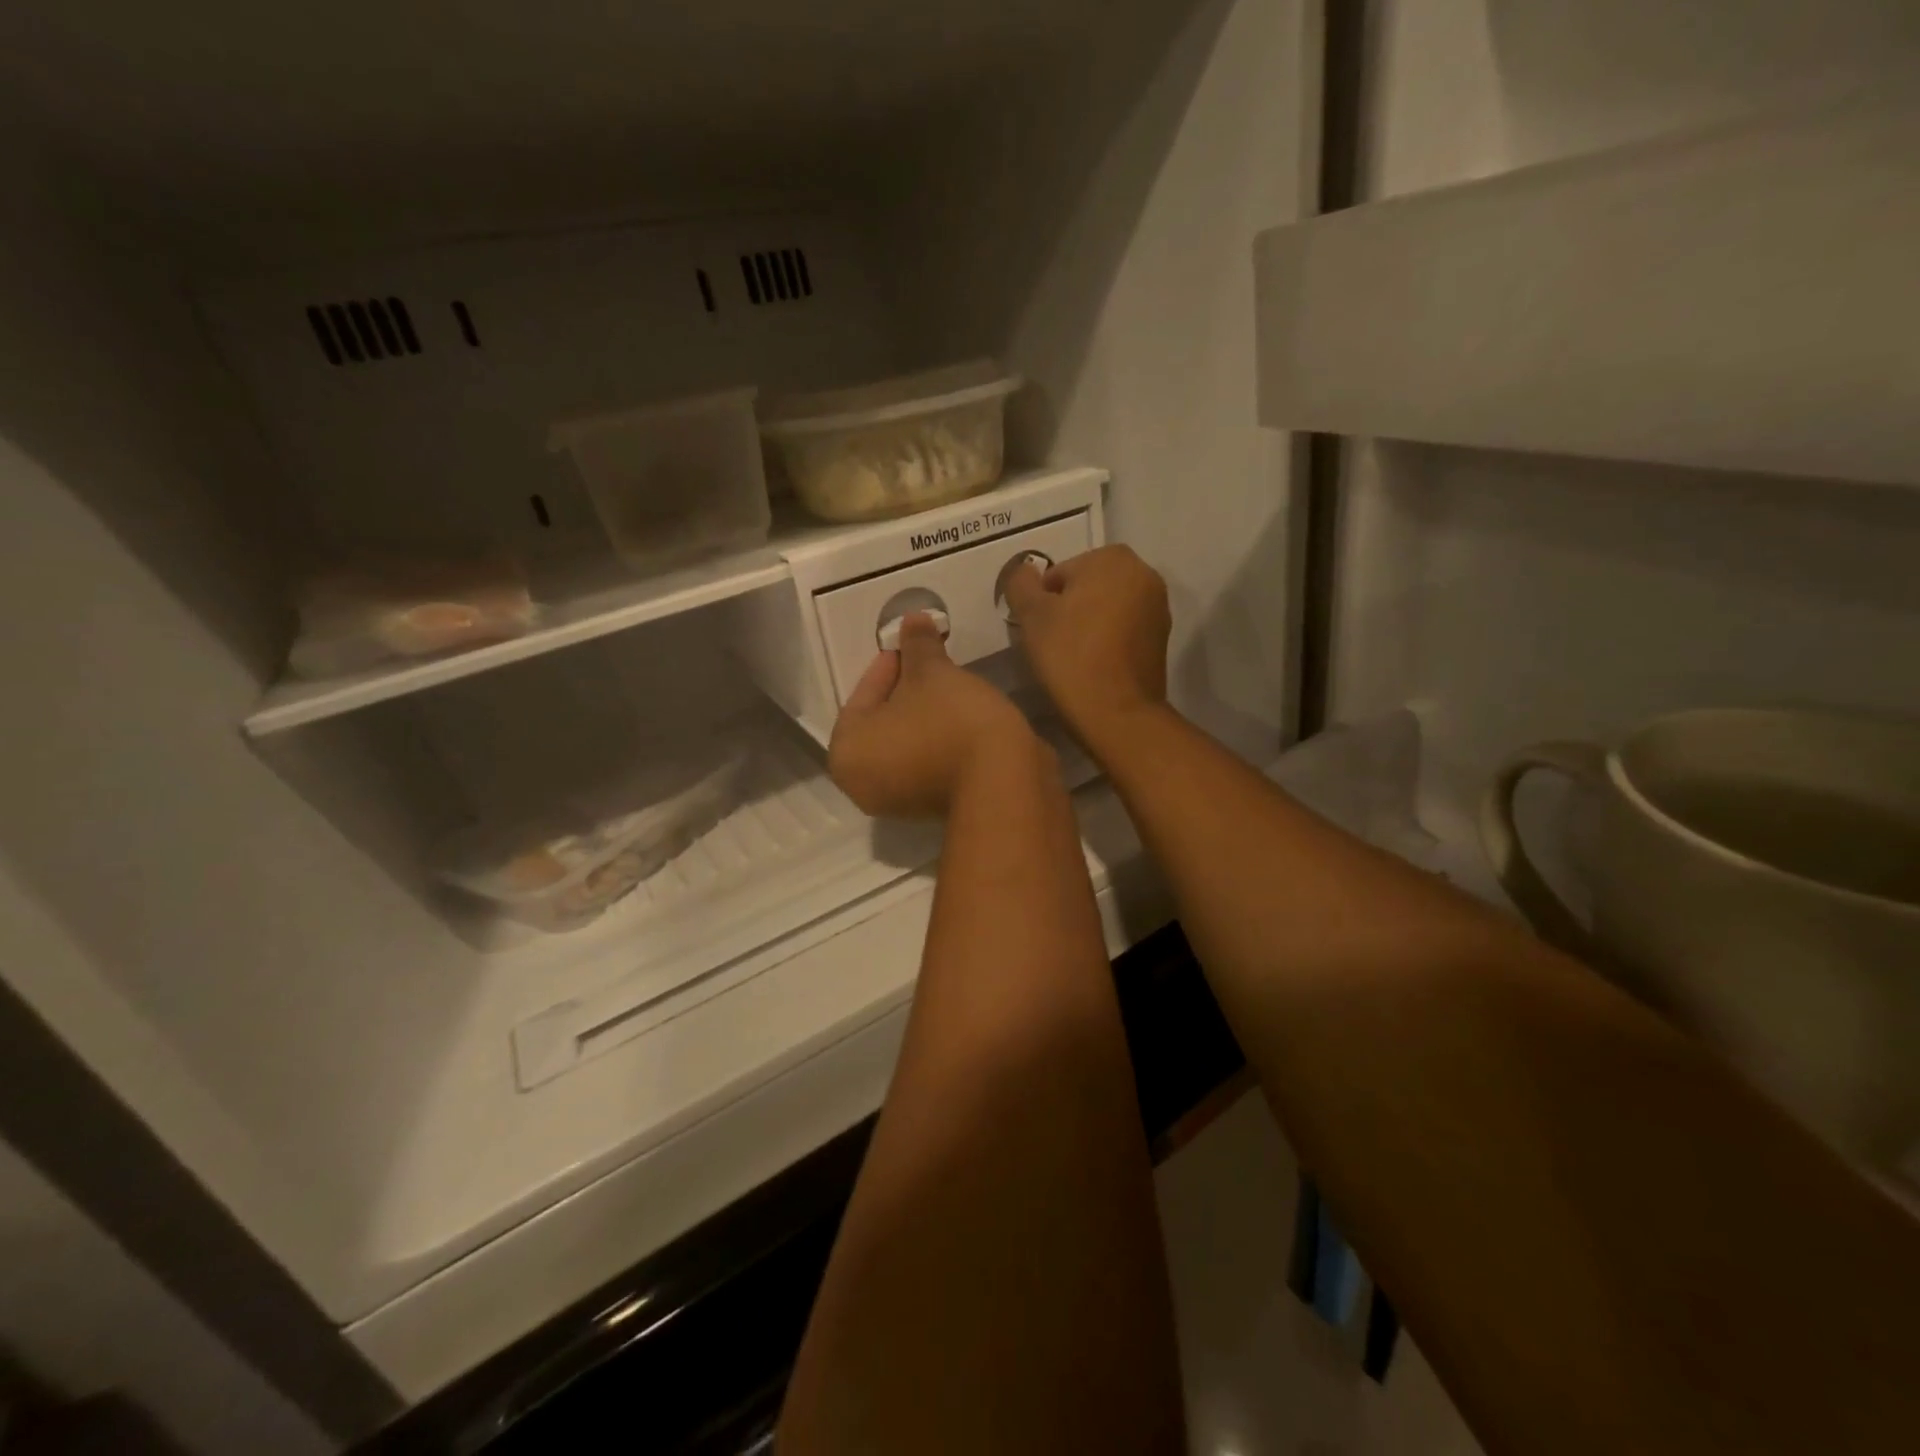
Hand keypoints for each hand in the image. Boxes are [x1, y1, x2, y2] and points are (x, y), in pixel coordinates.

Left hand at [829, 615, 1042, 818]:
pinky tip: (961, 712)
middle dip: (907, 689)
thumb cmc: (952, 722)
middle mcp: (863, 784)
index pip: (862, 696)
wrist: (1004, 782)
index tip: (911, 644)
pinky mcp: (932, 807)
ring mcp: (899, 801)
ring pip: (906, 742)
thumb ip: (918, 645)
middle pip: (882, 721)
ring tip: (950, 683)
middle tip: (931, 662)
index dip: (889, 664)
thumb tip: (912, 618)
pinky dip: (938, 736)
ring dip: (925, 712)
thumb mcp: (933, 673)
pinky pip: (927, 760)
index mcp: (848, 753)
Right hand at [1002, 545, 1170, 750]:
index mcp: (1112, 558)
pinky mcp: (1162, 638)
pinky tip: (1093, 666)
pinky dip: (1106, 641)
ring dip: (1087, 625)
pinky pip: (1123, 630)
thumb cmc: (1070, 656)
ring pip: (1105, 609)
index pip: (1059, 573)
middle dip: (1067, 610)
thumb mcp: (1031, 615)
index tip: (1038, 631)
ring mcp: (1158, 607)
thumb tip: (1023, 570)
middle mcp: (1143, 573)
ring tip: (1071, 658)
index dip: (1041, 602)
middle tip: (1051, 644)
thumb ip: (1020, 583)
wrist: (1117, 713)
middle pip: (1086, 587)